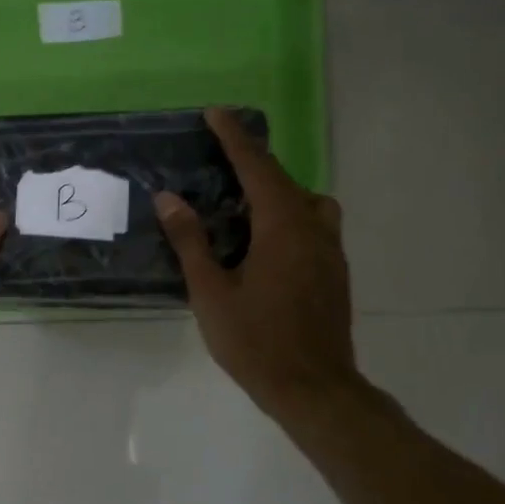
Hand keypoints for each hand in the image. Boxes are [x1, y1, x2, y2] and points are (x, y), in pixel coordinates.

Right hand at [155, 107, 358, 423]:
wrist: (314, 390)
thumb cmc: (256, 341)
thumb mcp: (211, 292)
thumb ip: (191, 241)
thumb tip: (169, 198)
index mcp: (282, 227)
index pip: (257, 168)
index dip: (234, 138)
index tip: (216, 113)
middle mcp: (313, 229)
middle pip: (284, 180)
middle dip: (253, 161)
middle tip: (220, 155)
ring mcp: (330, 251)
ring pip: (307, 201)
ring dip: (278, 190)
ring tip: (245, 202)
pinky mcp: (335, 272)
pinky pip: (314, 224)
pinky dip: (290, 214)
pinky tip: (265, 241)